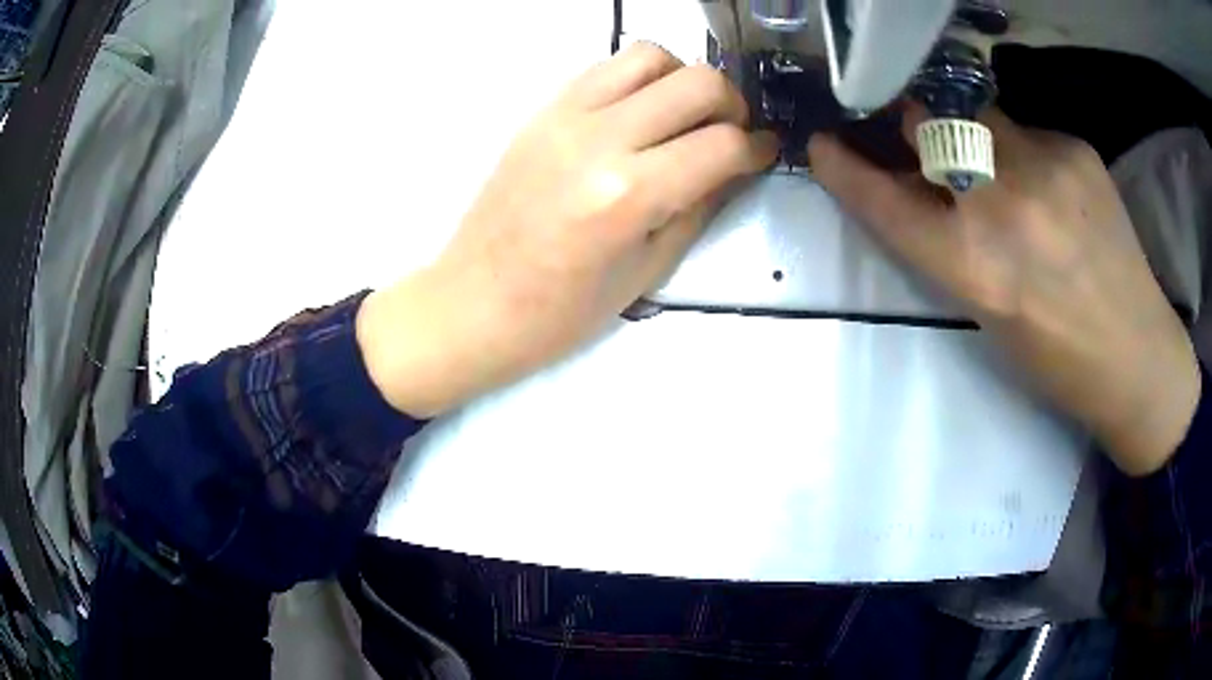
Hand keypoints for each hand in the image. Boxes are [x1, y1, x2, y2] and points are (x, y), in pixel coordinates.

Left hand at [358, 42, 777, 417]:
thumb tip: (736, 166)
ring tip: (682, 117)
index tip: (764, 152)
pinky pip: (605, 68)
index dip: (758, 147)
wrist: (474, 302)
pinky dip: (638, 80)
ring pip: (650, 56)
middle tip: (728, 134)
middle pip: (698, 81)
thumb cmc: (561, 311)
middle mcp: (599, 139)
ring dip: (682, 79)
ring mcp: (563, 116)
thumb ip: (700, 206)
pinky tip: (638, 115)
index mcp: (628, 195)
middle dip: (731, 105)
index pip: (723, 144)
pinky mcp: (541, 110)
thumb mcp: (648, 269)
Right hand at [809, 106, 1200, 474]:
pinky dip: (1024, 153)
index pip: (888, 202)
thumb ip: (947, 242)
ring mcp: (1045, 166)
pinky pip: (1027, 131)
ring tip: (1003, 173)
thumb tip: (917, 187)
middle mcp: (1005, 205)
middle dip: (912, 125)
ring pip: (978, 116)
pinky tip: (1051, 190)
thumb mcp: (988, 312)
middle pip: (928, 124)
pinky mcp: (1076, 149)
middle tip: (919, 136)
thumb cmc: (1057, 357)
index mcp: (976, 268)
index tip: (824, 144)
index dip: (847, 171)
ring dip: (972, 136)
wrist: (1137, 356)